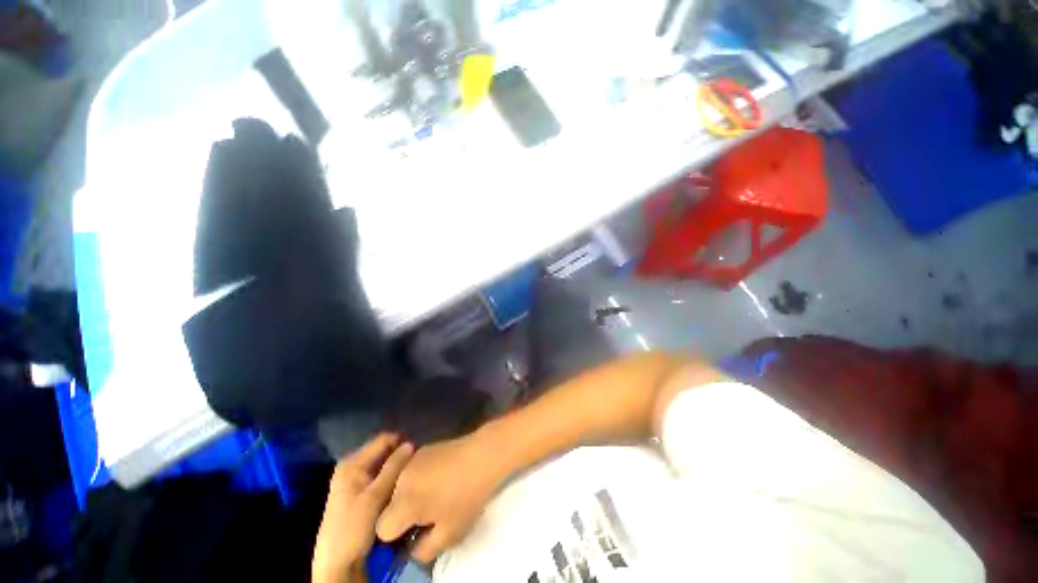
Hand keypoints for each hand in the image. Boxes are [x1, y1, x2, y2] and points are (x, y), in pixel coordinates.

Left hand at [313, 433, 414, 582]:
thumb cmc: (353, 528)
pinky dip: (392, 478)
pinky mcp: (360, 491)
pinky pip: (381, 476)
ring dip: (397, 468)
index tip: (419, 453)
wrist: (337, 563)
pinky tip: (401, 486)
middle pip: (384, 451)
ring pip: (384, 464)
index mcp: (352, 462)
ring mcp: (355, 479)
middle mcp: (353, 465)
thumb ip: (393, 468)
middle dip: (400, 456)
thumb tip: (411, 443)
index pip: (384, 439)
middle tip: (417, 465)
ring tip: (412, 475)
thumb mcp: (375, 497)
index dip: (402, 442)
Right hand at [376, 433, 505, 563]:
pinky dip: (418, 479)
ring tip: (435, 495)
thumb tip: (411, 550)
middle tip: (427, 515)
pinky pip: (410, 472)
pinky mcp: (422, 449)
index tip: (414, 533)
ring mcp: (411, 461)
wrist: (483, 455)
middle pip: (389, 507)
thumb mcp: (449, 534)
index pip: (382, 528)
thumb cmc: (467, 496)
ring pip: (398, 488)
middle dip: (402, 515)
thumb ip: (422, 551)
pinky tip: (440, 477)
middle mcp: (400, 479)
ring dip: (409, 496)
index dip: (396, 536)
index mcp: (403, 503)